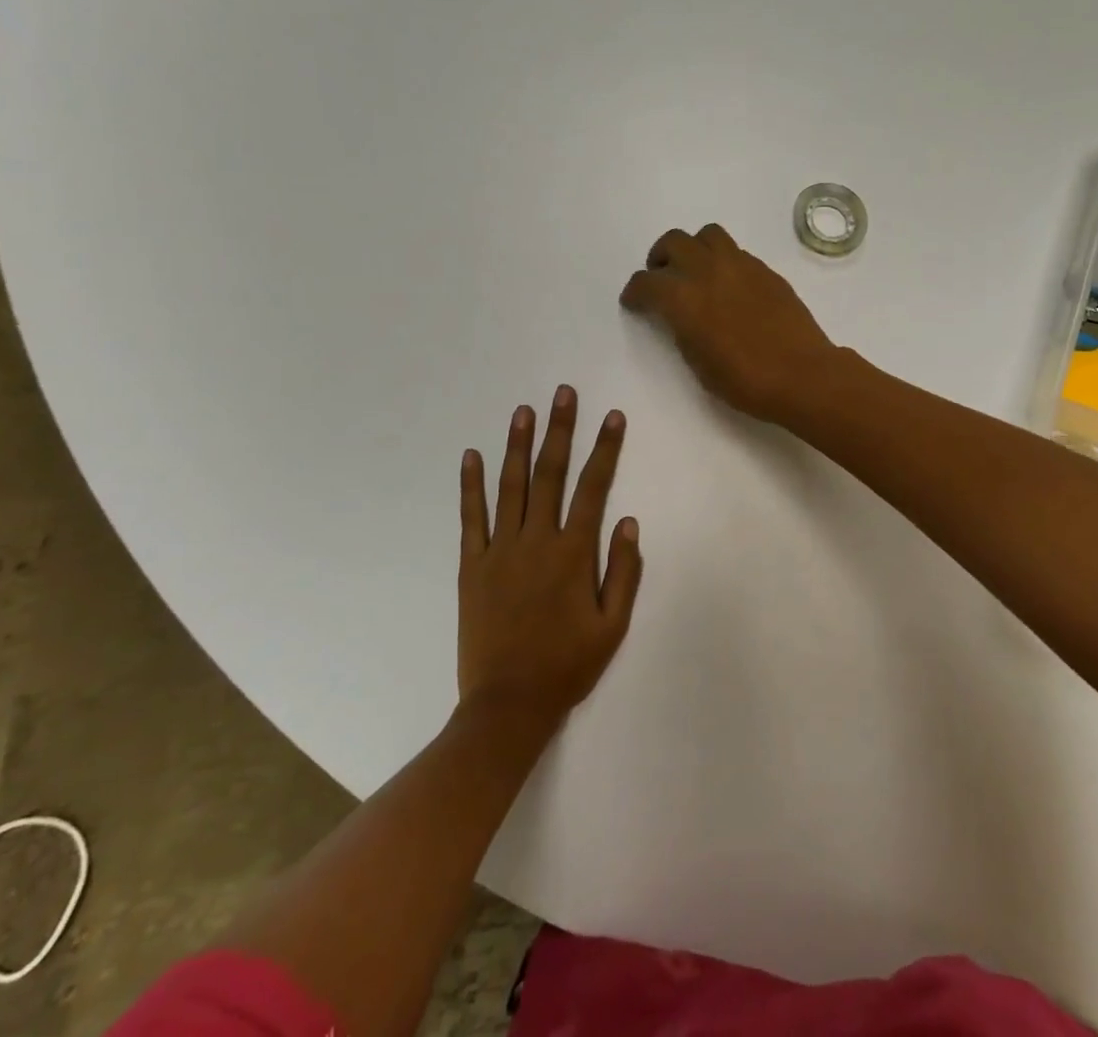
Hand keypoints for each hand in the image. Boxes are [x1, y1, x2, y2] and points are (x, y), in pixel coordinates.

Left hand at [457, 386, 642, 728]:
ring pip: (510, 486)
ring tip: (523, 410)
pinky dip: (471, 486)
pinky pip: (471, 518)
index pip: (594, 487)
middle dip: (560, 430)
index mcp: (573, 553)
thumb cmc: (567, 665)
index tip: (612, 416)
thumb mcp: (612, 625)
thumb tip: (627, 520)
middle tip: (563, 393)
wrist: (508, 705)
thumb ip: (623, 570)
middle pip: (550, 474)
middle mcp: (536, 540)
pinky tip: (472, 456)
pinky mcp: (471, 566)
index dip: (605, 448)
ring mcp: (499, 551)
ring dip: (517, 445)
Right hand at [619, 224, 837, 422]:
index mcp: (683, 298)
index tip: (634, 302)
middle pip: (673, 242)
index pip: (646, 283)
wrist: (802, 375)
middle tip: (662, 278)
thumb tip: (681, 316)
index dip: (634, 293)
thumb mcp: (698, 363)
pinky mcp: (765, 270)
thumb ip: (682, 330)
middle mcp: (707, 271)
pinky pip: (735, 251)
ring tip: (696, 271)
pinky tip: (729, 285)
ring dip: (693, 248)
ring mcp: (740, 265)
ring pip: (707, 234)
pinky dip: (722, 261)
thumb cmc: (744, 381)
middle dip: (660, 258)